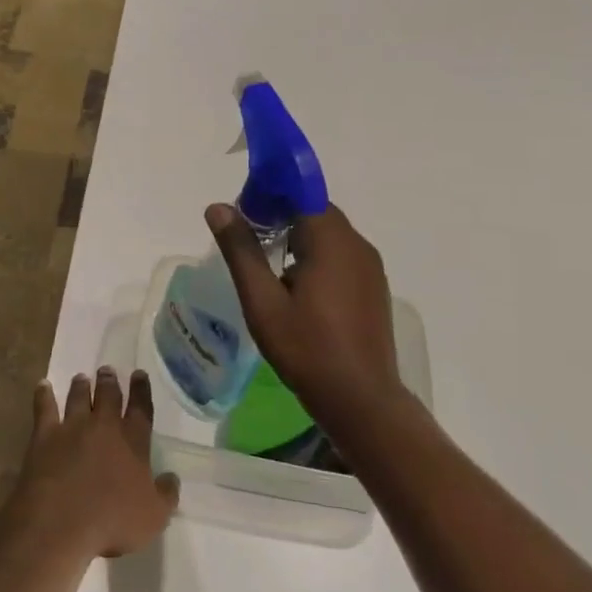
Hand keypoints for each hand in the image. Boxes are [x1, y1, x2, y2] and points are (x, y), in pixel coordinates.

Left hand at [9, 369, 179, 560]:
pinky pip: (44, 408)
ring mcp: (72, 427)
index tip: (139, 374)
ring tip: (81, 377)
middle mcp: (104, 427)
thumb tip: (172, 478)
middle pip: (108, 396)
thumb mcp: (154, 517)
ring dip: (81, 386)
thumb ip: (166, 495)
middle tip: (107, 370)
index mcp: (133, 442)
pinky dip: (43, 395)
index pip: (141, 409)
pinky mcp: (45, 435)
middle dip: (109, 382)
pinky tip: (42, 385)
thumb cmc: (113, 522)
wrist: (62, 522)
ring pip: (78, 398)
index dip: (141, 391)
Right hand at [205, 203, 407, 422]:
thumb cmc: (307, 349)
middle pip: (314, 210)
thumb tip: (219, 208)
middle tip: (246, 236)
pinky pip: (340, 254)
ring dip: (297, 234)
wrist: (361, 400)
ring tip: (264, 261)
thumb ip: (241, 251)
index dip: (271, 190)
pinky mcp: (372, 286)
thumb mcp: (262, 301)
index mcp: (331, 241)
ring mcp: (369, 266)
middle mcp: (357, 245)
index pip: (301, 192)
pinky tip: (294, 284)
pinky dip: (315, 254)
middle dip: (280, 213)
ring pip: (328, 233)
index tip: (244, 207)